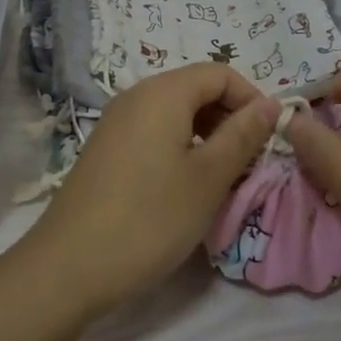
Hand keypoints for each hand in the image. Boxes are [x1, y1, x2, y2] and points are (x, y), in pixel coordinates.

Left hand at [22, 63, 278, 317]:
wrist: (69, 266)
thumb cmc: (150, 218)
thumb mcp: (208, 178)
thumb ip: (243, 135)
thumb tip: (272, 103)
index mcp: (163, 92)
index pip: (220, 73)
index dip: (251, 100)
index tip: (268, 140)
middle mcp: (136, 96)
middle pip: (196, 89)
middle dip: (230, 118)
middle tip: (248, 163)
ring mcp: (116, 122)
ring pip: (175, 112)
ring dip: (207, 135)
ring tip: (221, 178)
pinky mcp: (106, 149)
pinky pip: (153, 131)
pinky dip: (180, 147)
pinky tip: (185, 186)